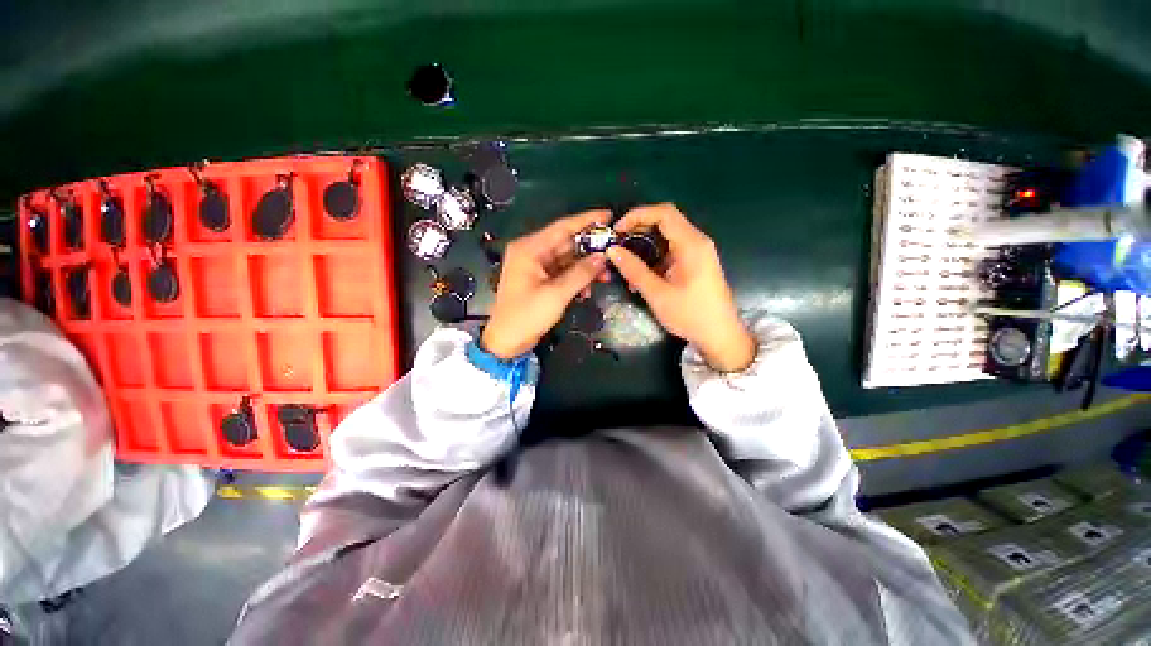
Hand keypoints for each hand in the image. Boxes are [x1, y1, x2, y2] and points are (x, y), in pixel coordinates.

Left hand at [481, 211, 611, 359]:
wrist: (507, 342)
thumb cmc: (527, 316)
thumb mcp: (557, 294)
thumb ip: (581, 273)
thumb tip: (603, 257)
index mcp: (530, 248)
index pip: (562, 227)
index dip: (587, 221)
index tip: (609, 215)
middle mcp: (532, 252)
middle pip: (566, 243)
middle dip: (590, 249)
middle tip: (614, 250)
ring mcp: (536, 266)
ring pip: (567, 259)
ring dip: (586, 267)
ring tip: (606, 275)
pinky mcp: (540, 279)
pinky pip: (563, 272)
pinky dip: (576, 278)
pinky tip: (587, 290)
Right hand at [607, 203, 755, 371]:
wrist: (720, 335)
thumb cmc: (690, 315)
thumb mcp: (657, 294)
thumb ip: (634, 270)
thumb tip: (612, 250)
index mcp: (691, 244)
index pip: (663, 213)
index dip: (637, 215)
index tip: (616, 230)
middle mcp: (697, 241)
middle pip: (665, 221)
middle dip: (638, 228)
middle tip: (617, 243)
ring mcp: (698, 252)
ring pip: (667, 236)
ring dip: (644, 243)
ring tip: (625, 260)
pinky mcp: (695, 262)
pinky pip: (671, 249)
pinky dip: (654, 255)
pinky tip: (640, 273)